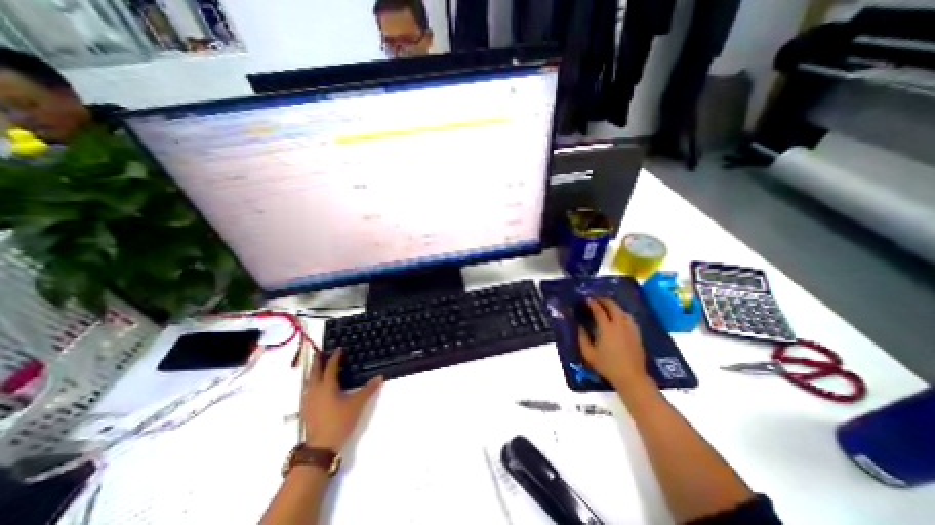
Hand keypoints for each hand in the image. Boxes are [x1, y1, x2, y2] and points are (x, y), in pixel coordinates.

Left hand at [304, 349, 382, 449]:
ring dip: (312, 371)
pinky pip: (306, 389)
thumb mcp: (357, 404)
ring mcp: (307, 400)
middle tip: (321, 352)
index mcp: (327, 385)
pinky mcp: (305, 409)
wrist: (320, 447)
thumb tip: (380, 377)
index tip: (339, 348)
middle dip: (318, 361)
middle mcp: (315, 390)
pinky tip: (314, 387)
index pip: (330, 366)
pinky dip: (310, 382)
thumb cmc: (339, 421)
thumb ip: (369, 389)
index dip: (335, 356)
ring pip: (308, 380)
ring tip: (317, 366)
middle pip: (314, 371)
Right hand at [578, 299, 651, 389]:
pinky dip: (622, 314)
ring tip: (607, 307)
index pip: (599, 310)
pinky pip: (630, 318)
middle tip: (596, 300)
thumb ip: (582, 338)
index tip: (587, 299)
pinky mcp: (637, 334)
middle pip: (613, 306)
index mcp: (607, 328)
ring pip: (623, 311)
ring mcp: (630, 329)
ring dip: (614, 306)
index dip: (592, 303)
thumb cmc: (607, 366)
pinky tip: (619, 318)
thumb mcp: (589, 353)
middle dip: (604, 300)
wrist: (631, 377)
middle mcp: (619, 325)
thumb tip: (580, 326)